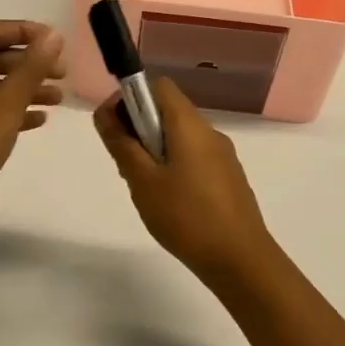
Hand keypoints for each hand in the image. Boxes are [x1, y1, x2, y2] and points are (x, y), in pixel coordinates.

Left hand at [0, 20, 66, 226]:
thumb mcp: (7, 103)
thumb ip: (32, 68)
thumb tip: (52, 36)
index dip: (22, 31)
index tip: (52, 42)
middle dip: (26, 64)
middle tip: (61, 73)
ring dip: (19, 89)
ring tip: (57, 100)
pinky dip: (4, 111)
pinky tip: (34, 122)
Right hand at [92, 76, 277, 280]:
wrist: (240, 259)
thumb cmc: (186, 216)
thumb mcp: (143, 181)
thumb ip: (121, 144)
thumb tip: (104, 112)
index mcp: (189, 125)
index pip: (158, 86)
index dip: (130, 98)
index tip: (113, 128)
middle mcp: (209, 132)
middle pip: (168, 112)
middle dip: (139, 129)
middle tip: (124, 166)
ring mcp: (223, 155)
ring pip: (180, 137)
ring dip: (155, 151)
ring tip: (143, 188)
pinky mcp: (228, 178)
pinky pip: (194, 158)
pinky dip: (174, 166)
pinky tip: (167, 201)